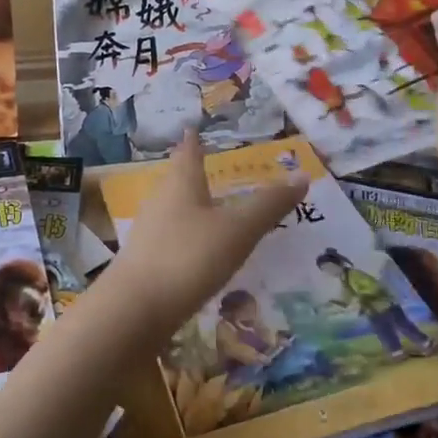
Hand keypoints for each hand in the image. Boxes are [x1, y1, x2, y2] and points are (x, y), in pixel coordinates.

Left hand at [99, 130, 306, 342]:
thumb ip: (269, 205)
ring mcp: (149, 230)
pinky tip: (196, 249)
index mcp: (182, 182)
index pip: (188, 151)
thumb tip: (302, 176)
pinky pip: (169, 236)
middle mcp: (161, 199)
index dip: (194, 140)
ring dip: (189, 204)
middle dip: (191, 171)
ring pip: (172, 207)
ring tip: (207, 205)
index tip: (193, 128)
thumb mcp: (238, 230)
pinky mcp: (144, 260)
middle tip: (206, 164)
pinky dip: (185, 234)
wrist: (135, 310)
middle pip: (177, 178)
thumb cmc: (189, 257)